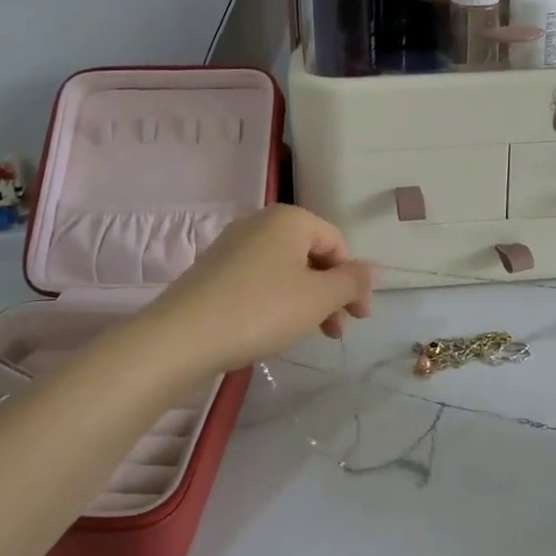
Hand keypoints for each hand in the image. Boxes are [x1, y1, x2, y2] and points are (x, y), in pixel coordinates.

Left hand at [138, 205, 371, 378]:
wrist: (182, 336)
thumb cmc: (261, 309)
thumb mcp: (318, 298)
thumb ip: (351, 282)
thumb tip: (373, 268)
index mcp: (290, 219)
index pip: (337, 243)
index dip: (353, 281)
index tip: (358, 318)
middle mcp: (260, 223)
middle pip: (311, 255)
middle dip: (330, 292)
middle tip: (336, 332)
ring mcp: (233, 245)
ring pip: (285, 269)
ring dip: (306, 300)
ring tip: (308, 335)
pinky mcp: (214, 270)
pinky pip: (259, 279)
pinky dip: (277, 300)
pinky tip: (274, 328)